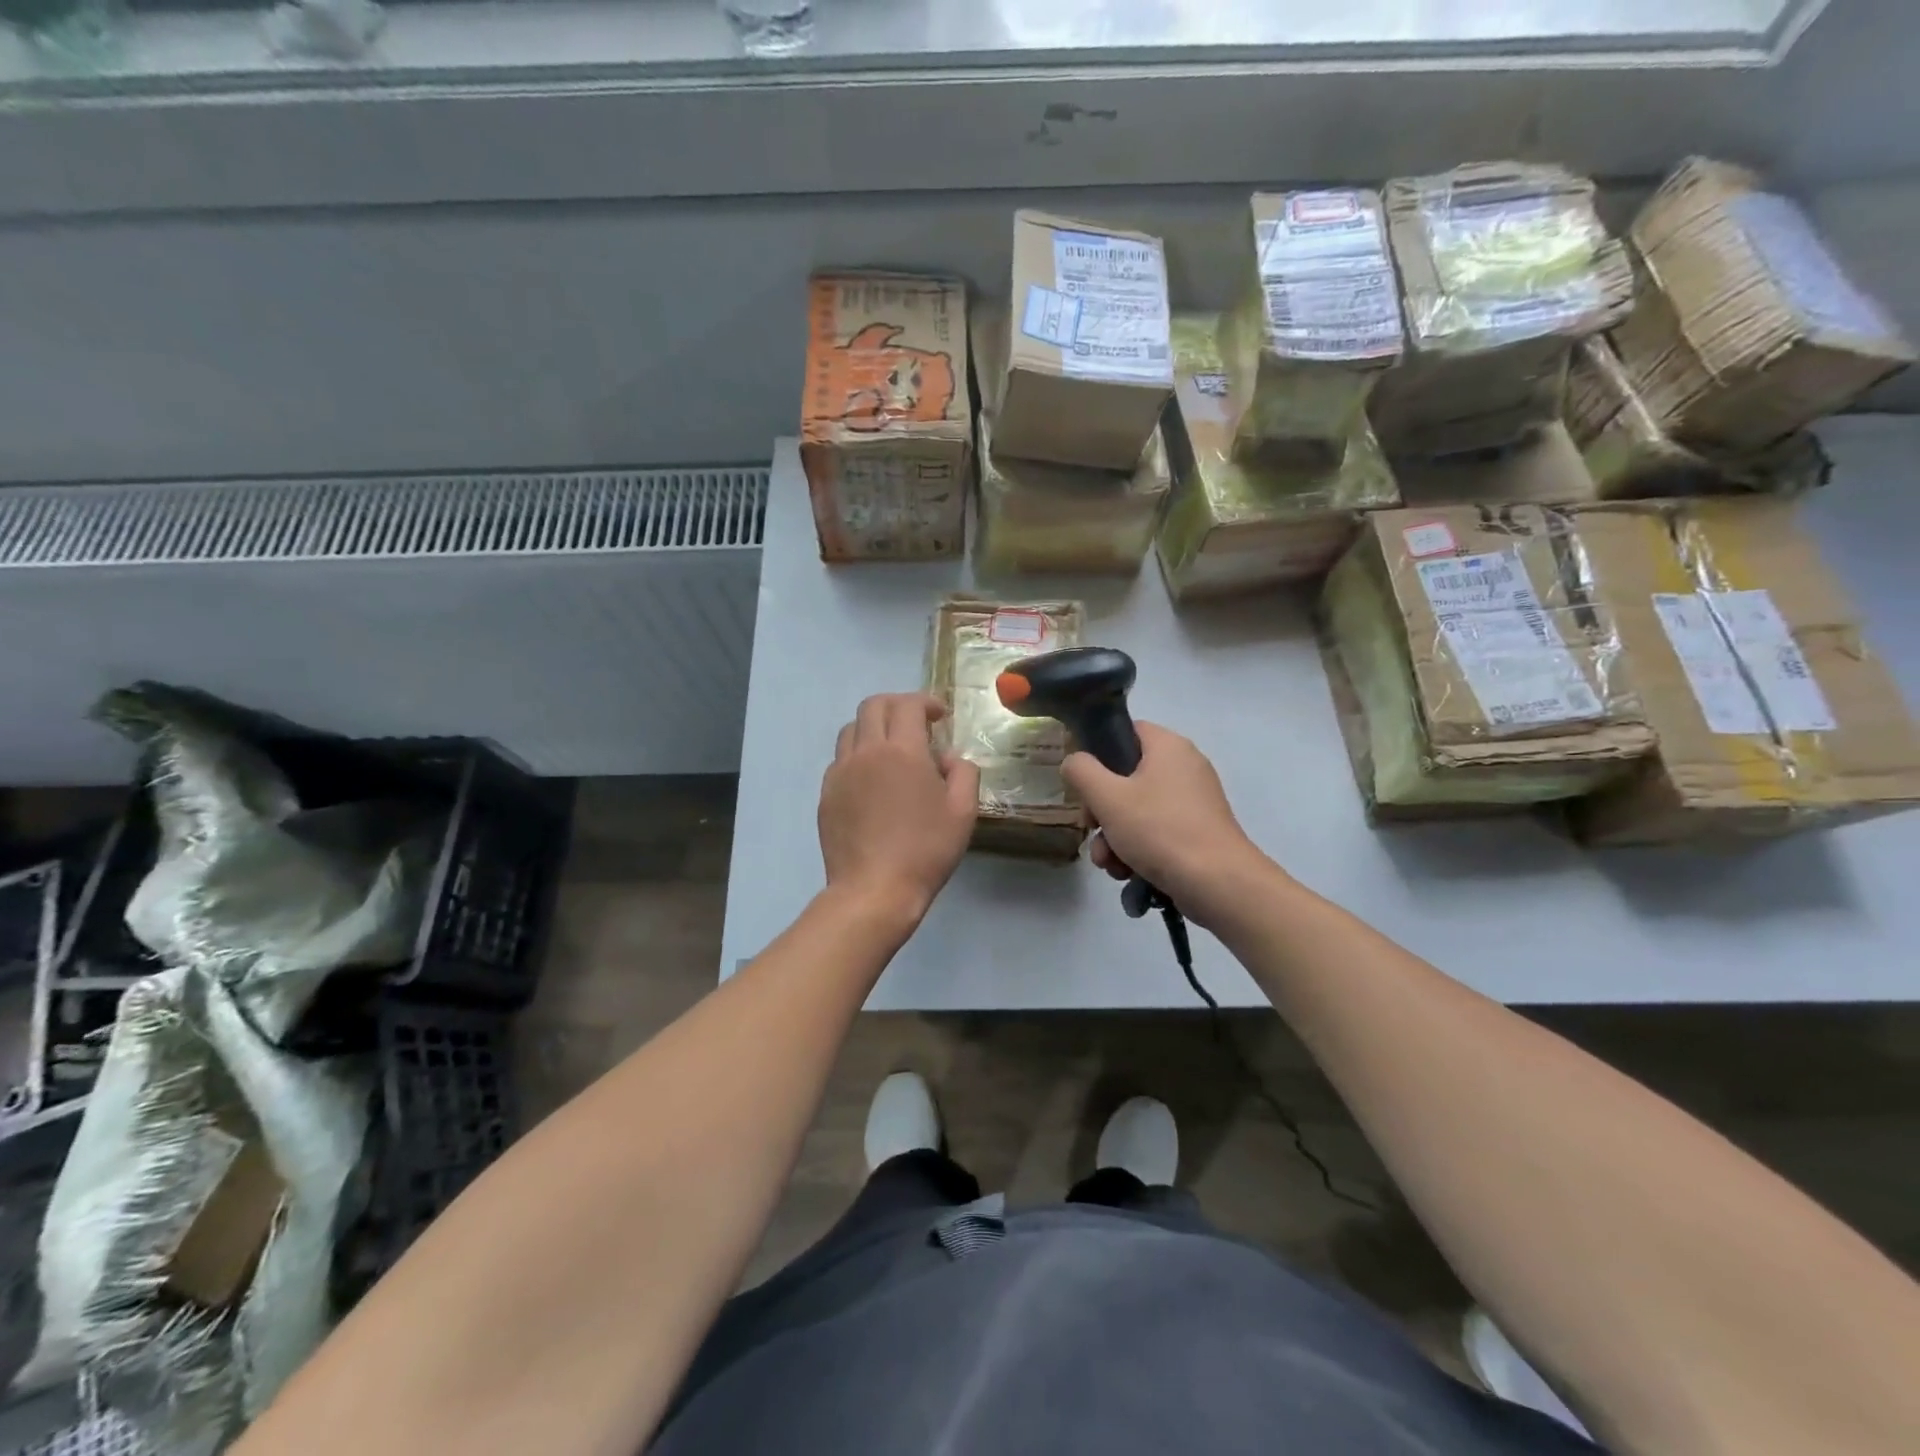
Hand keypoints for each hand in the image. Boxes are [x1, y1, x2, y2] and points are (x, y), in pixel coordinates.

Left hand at [819, 693, 979, 924]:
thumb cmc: (926, 850)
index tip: (940, 715)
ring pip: (851, 729)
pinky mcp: (826, 794)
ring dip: (874, 727)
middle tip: (916, 723)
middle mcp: (866, 752)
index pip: (908, 705)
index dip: (926, 702)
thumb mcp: (963, 812)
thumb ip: (964, 772)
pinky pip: (840, 759)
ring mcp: (840, 772)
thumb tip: (948, 758)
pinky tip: (872, 779)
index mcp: (902, 751)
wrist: (874, 890)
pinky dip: (858, 755)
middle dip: (897, 705)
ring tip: (891, 748)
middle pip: (873, 706)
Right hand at [1061, 722, 1271, 926]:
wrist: (1217, 884)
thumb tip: (1074, 762)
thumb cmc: (1160, 830)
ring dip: (1114, 836)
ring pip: (1137, 809)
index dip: (1099, 752)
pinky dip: (1138, 849)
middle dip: (1101, 810)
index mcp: (1168, 747)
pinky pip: (1156, 831)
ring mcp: (1193, 801)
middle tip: (1091, 828)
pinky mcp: (1197, 831)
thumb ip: (1081, 771)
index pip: (1126, 731)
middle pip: (1127, 776)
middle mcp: (1184, 767)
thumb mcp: (1107, 797)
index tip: (1083, 781)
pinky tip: (1127, 873)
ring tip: (1109, 863)